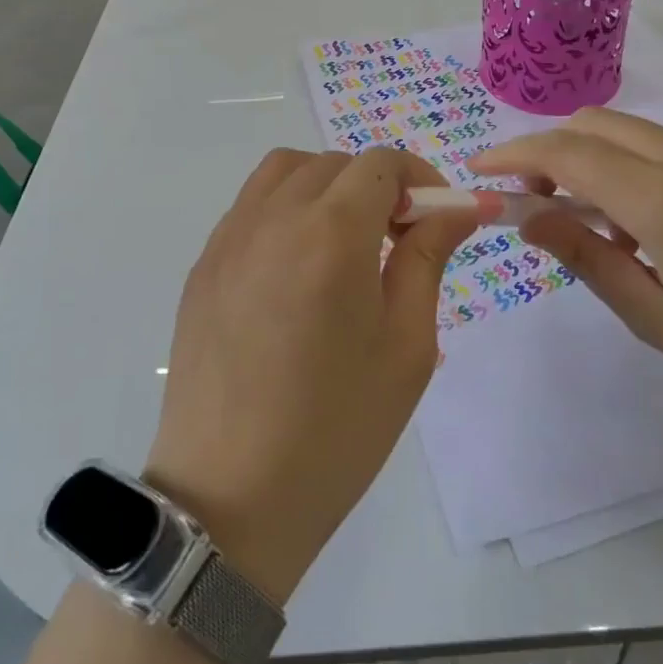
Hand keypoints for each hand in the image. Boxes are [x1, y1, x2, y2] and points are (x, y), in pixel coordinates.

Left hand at [144, 148, 477, 602]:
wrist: (229, 499)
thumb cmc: (336, 429)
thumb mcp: (406, 346)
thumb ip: (427, 258)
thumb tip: (459, 207)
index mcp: (332, 233)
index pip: (380, 164)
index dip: (419, 178)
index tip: (438, 217)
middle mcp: (274, 217)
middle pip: (335, 164)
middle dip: (377, 186)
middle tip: (398, 239)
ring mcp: (229, 238)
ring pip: (286, 171)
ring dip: (327, 186)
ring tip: (346, 242)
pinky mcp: (203, 265)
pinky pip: (250, 206)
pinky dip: (285, 208)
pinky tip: (297, 267)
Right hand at [469, 107, 662, 437]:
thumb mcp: (656, 316)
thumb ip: (585, 256)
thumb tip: (526, 218)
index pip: (565, 153)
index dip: (513, 156)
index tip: (479, 171)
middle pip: (595, 125)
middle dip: (549, 152)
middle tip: (532, 202)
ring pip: (634, 133)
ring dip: (593, 159)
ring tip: (593, 223)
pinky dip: (635, 166)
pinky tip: (651, 223)